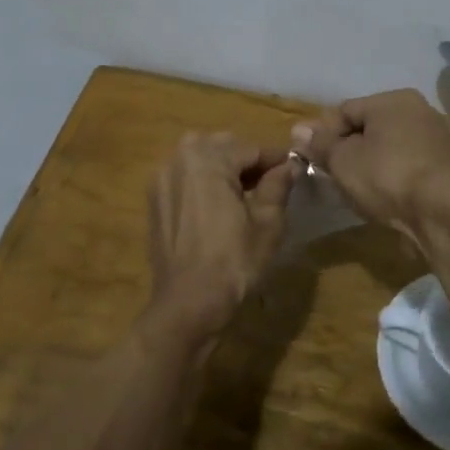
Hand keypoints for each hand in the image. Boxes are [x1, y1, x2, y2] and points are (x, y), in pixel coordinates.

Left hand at [146, 133, 295, 343]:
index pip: (250, 148)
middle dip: (247, 159)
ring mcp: (161, 178)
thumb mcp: (267, 223)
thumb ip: (277, 186)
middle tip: (270, 182)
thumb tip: (288, 166)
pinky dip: (202, 181)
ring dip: (223, 167)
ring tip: (245, 193)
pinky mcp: (154, 199)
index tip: (294, 167)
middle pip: (222, 146)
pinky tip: (218, 205)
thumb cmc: (233, 262)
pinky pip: (184, 177)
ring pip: (199, 158)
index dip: (275, 158)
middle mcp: (178, 159)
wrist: (188, 303)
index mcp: (207, 158)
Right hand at [292, 90, 449, 239]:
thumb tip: (298, 130)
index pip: (345, 109)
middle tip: (327, 175)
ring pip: (387, 149)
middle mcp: (418, 112)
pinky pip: (405, 168)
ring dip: (366, 166)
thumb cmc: (386, 175)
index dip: (321, 133)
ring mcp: (435, 141)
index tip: (306, 157)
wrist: (443, 213)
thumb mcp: (342, 159)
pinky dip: (388, 179)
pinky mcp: (444, 170)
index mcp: (393, 100)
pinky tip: (378, 199)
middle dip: (344, 150)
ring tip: (350, 190)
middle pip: (368, 128)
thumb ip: (319, 143)